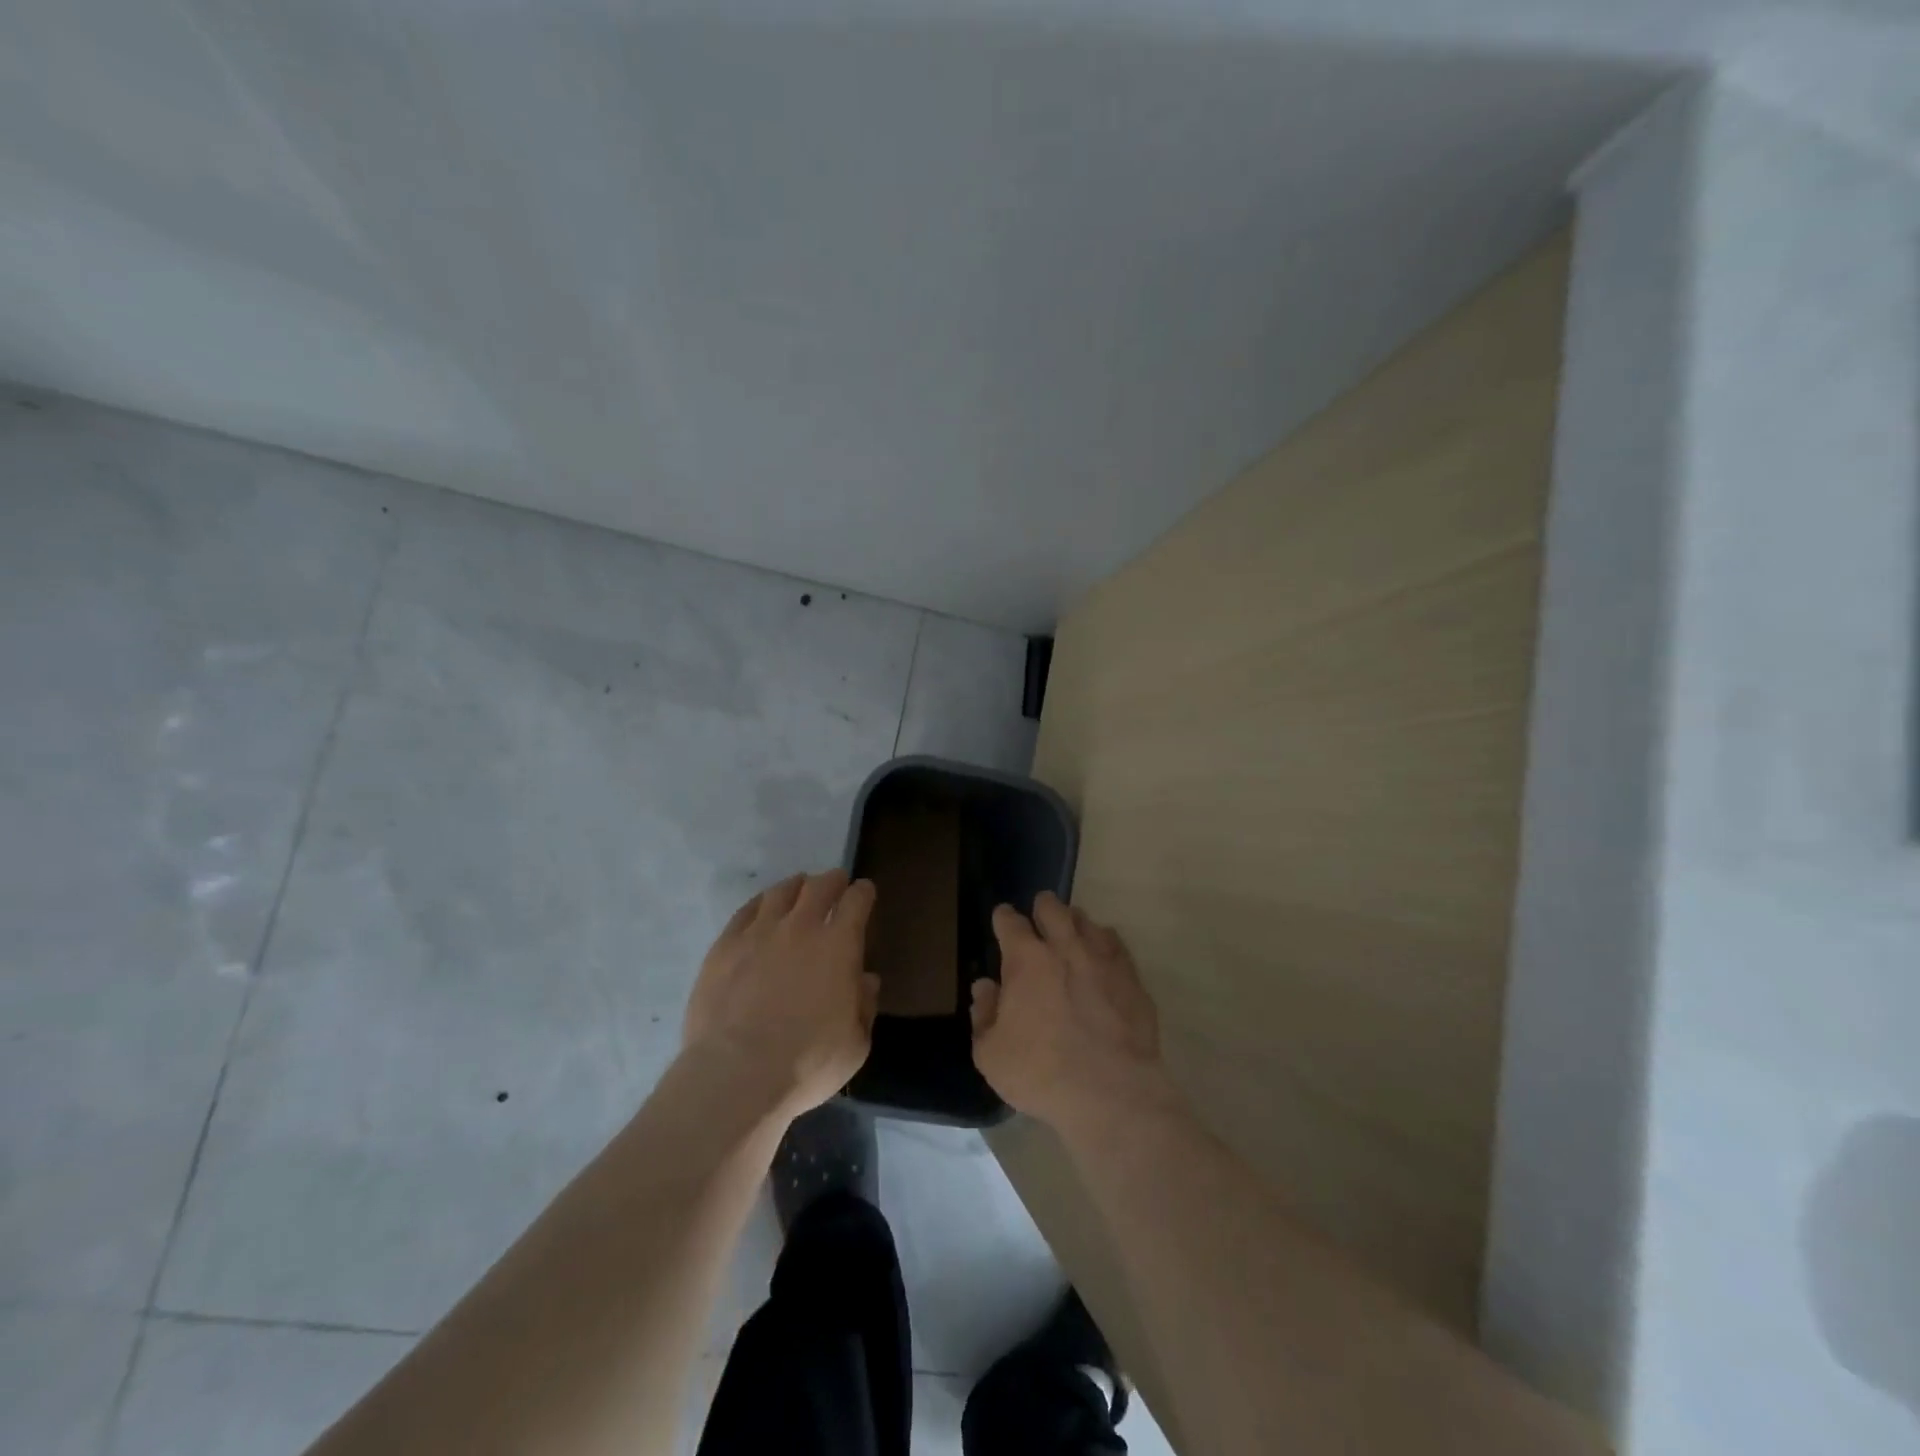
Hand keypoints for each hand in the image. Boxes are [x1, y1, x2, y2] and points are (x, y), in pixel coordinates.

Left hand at [683, 870, 880, 1118]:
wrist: (736, 1074)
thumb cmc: (807, 1063)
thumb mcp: (855, 1045)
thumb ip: (864, 1006)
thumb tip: (866, 980)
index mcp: (839, 946)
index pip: (856, 901)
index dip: (863, 892)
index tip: (865, 892)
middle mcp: (801, 927)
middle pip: (820, 886)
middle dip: (832, 880)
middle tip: (836, 882)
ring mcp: (759, 933)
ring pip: (781, 892)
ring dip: (796, 886)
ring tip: (799, 889)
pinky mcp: (724, 946)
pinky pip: (746, 911)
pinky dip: (760, 903)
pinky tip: (762, 908)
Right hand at [970, 892, 1177, 1135]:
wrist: (1111, 1094)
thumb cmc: (1040, 1073)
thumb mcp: (990, 1053)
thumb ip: (983, 1014)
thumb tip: (985, 987)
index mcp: (1026, 959)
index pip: (1010, 922)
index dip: (1003, 918)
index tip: (1002, 921)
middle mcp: (1065, 947)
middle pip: (1053, 908)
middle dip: (1042, 908)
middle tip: (1039, 917)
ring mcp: (1103, 960)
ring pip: (1088, 922)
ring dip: (1075, 924)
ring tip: (1072, 934)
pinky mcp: (1132, 980)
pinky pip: (1117, 947)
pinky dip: (1106, 946)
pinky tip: (1103, 958)